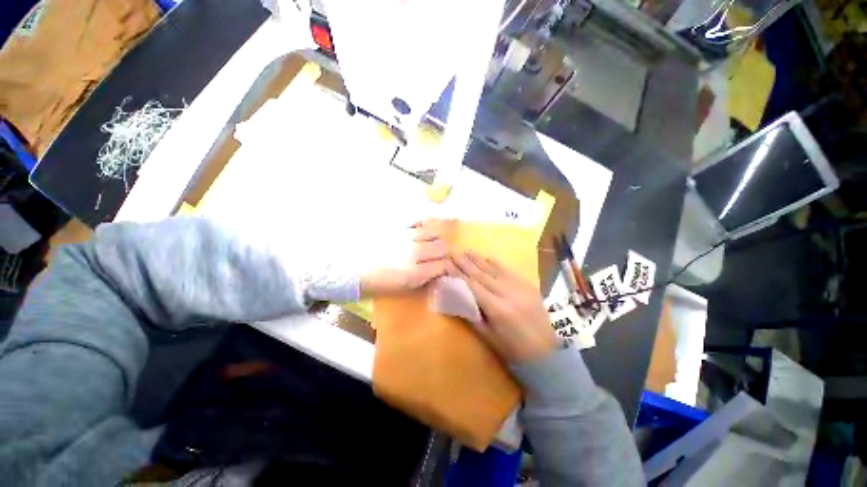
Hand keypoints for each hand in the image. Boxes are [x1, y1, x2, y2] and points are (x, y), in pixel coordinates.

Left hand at [359, 221, 447, 296]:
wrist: (348, 267)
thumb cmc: (374, 282)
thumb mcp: (400, 288)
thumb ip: (422, 280)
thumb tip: (437, 273)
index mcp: (414, 273)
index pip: (443, 266)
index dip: (446, 268)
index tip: (443, 269)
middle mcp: (413, 252)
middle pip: (441, 247)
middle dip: (442, 253)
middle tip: (437, 256)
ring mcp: (405, 236)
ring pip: (432, 232)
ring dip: (435, 239)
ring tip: (429, 242)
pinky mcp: (396, 226)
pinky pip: (417, 221)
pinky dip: (423, 226)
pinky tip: (420, 231)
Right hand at [450, 252, 556, 362]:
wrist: (546, 352)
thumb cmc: (512, 348)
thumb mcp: (487, 336)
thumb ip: (471, 314)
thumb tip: (457, 296)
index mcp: (497, 309)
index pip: (473, 285)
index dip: (458, 273)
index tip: (447, 263)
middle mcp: (508, 293)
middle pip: (482, 274)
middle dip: (465, 262)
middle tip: (453, 252)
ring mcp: (520, 287)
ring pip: (494, 269)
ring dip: (479, 259)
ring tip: (466, 251)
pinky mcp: (528, 285)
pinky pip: (509, 270)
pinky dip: (496, 263)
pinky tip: (487, 257)